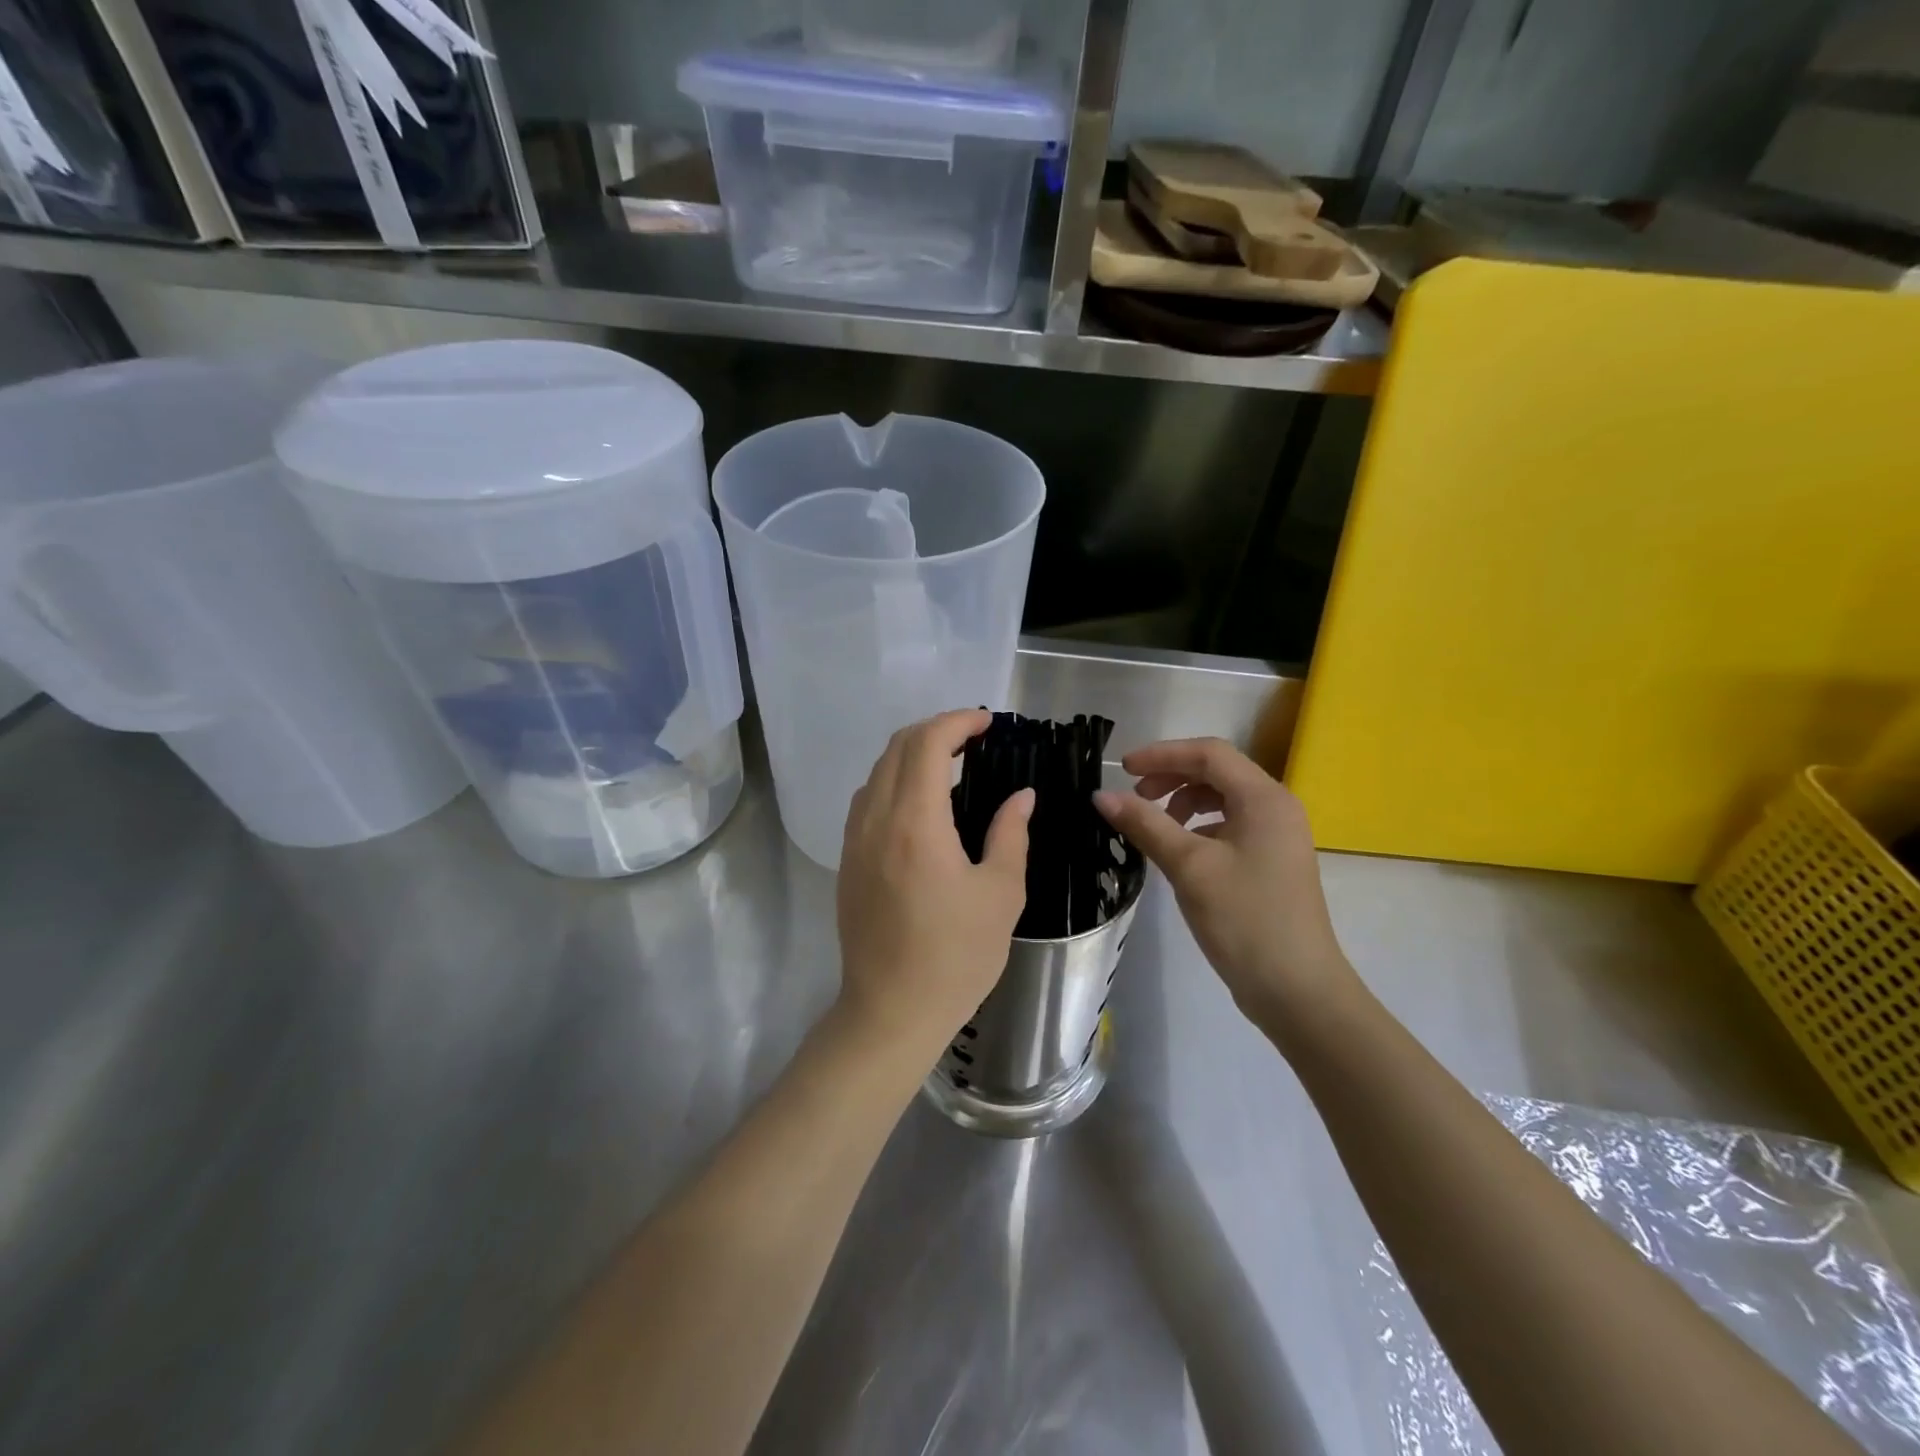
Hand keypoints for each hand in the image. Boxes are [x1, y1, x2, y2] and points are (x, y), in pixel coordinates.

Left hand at [836, 710, 1032, 1062]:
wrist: (891, 1011)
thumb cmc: (956, 956)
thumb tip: (1020, 795)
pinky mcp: (847, 860)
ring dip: (912, 754)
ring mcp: (854, 839)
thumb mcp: (1001, 894)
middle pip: (897, 747)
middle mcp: (876, 819)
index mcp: (916, 822)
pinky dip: (895, 781)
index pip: (928, 743)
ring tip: (952, 766)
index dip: (959, 721)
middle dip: (937, 729)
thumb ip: (1010, 834)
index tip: (989, 724)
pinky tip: (922, 805)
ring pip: (878, 771)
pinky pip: (868, 799)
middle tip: (975, 739)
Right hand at [1094, 738, 1357, 1028]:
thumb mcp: (1189, 867)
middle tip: (1134, 797)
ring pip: (1223, 799)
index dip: (1162, 754)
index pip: (1209, 753)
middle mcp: (1276, 807)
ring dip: (1183, 802)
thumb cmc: (1244, 919)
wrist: (1297, 990)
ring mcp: (1277, 836)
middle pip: (1217, 772)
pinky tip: (1179, 852)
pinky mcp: (1271, 862)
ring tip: (1154, 827)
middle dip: (1172, 777)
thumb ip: (1145, 824)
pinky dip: (1199, 827)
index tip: (1122, 769)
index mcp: (1264, 798)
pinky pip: (1230, 826)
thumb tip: (1101, 795)